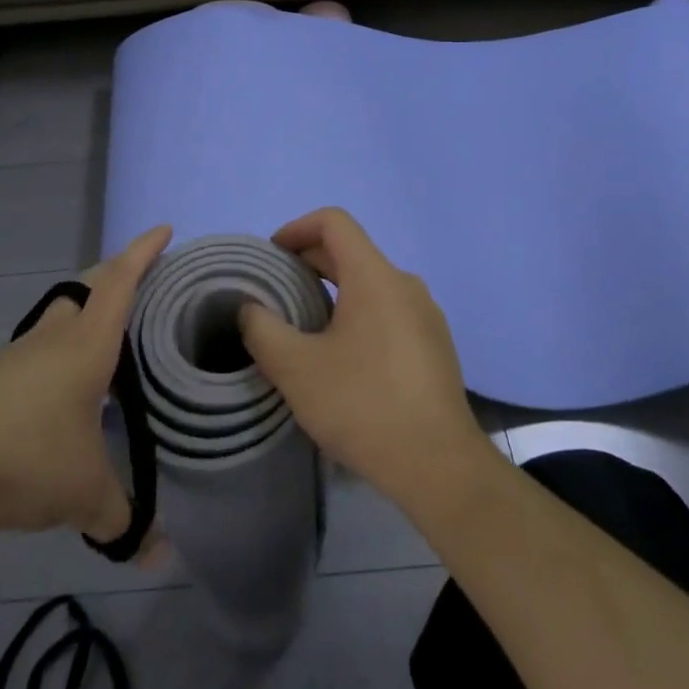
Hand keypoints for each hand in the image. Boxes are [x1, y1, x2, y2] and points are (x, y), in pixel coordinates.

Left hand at [0, 225, 171, 544]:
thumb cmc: (22, 455)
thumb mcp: (82, 491)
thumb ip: (121, 516)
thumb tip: (158, 556)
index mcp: (87, 344)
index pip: (121, 281)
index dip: (144, 252)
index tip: (164, 229)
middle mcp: (53, 338)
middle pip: (88, 287)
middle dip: (116, 274)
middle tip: (143, 281)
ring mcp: (17, 356)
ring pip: (60, 318)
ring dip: (85, 315)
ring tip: (109, 341)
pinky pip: (37, 352)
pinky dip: (59, 354)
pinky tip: (63, 392)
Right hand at [238, 208, 489, 510]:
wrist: (439, 466)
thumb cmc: (363, 405)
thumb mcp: (296, 369)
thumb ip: (263, 329)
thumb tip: (250, 309)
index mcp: (374, 276)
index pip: (334, 222)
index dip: (297, 228)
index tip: (272, 257)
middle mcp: (405, 284)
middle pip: (351, 252)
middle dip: (309, 264)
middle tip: (276, 295)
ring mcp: (426, 315)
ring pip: (371, 284)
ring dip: (333, 292)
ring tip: (305, 328)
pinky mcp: (435, 345)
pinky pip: (389, 311)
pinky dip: (358, 315)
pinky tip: (343, 359)